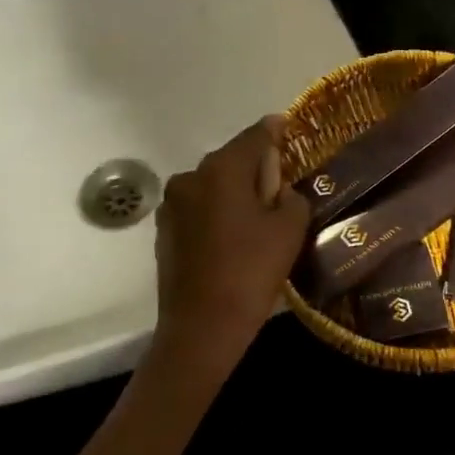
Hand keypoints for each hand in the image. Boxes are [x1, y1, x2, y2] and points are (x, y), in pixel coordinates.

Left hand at [151, 115, 310, 380]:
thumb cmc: (250, 272)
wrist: (201, 327)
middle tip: (279, 189)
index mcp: (222, 169)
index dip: (276, 130)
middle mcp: (191, 176)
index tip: (287, 126)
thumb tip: (279, 190)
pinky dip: (216, 214)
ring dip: (233, 193)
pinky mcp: (164, 230)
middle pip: (232, 160)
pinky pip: (198, 209)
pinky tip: (230, 241)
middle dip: (255, 168)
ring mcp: (172, 204)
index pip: (256, 136)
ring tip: (255, 221)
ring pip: (213, 186)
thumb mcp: (289, 229)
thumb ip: (290, 196)